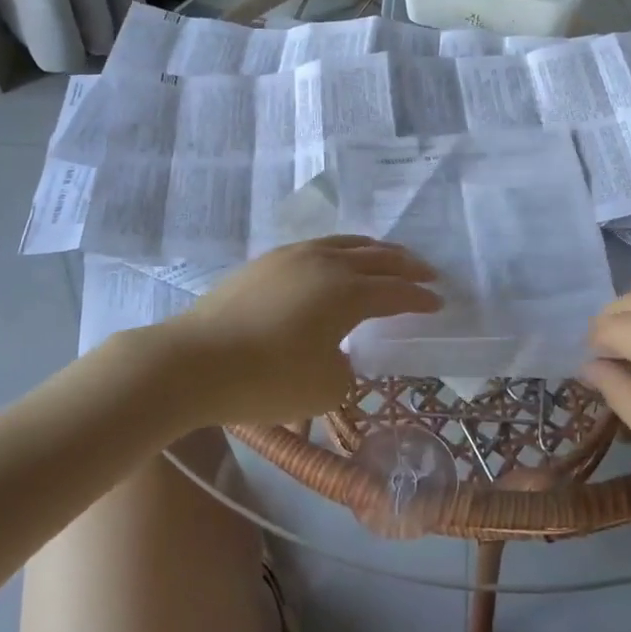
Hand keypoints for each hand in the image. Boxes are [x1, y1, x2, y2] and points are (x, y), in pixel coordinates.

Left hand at [156, 236, 442, 427]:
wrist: (192, 362)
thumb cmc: (266, 379)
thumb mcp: (324, 388)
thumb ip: (346, 368)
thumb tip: (339, 354)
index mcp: (347, 292)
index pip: (396, 292)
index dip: (420, 298)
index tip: (438, 302)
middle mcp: (326, 263)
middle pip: (377, 257)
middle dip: (406, 265)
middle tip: (426, 272)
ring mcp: (293, 256)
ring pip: (345, 243)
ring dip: (373, 251)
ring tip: (386, 257)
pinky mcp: (265, 261)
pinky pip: (318, 246)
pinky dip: (340, 252)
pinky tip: (335, 263)